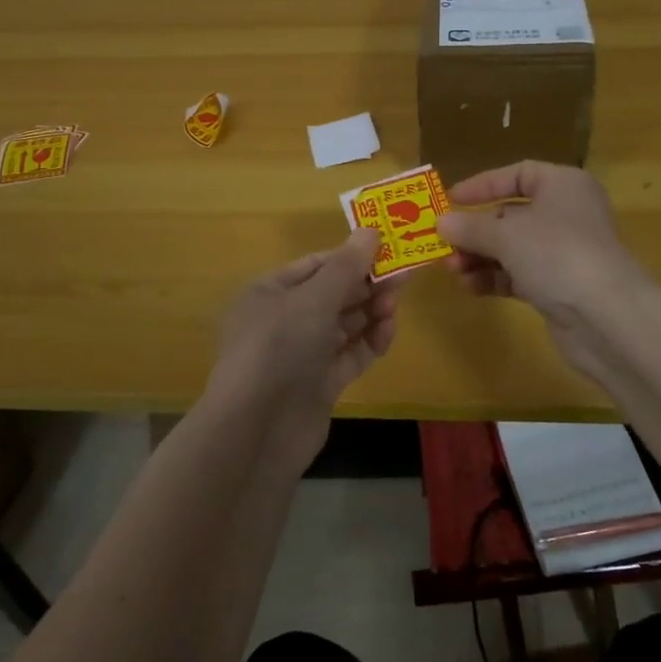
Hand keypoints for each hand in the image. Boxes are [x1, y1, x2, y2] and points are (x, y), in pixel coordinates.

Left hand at [208, 229, 398, 454]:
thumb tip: (371, 230)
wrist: (257, 431)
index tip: (388, 249)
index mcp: (269, 292)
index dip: (351, 255)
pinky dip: (369, 342)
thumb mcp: (313, 299)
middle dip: (366, 284)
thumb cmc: (279, 348)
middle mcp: (283, 320)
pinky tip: (387, 332)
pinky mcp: (319, 384)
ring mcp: (301, 354)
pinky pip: (349, 354)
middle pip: (333, 293)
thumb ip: (346, 267)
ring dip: (370, 311)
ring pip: (344, 324)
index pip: (316, 264)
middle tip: (403, 276)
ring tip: (395, 304)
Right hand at [436, 161, 649, 385]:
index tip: (451, 199)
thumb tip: (442, 223)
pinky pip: (519, 275)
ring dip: (480, 257)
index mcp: (562, 185)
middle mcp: (566, 214)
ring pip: (512, 248)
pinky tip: (471, 287)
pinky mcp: (559, 286)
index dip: (483, 185)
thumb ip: (471, 227)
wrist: (607, 317)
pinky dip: (494, 278)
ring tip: (453, 270)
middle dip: (475, 230)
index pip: (518, 174)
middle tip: (443, 244)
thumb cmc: (557, 254)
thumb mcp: (506, 234)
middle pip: (511, 214)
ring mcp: (564, 252)